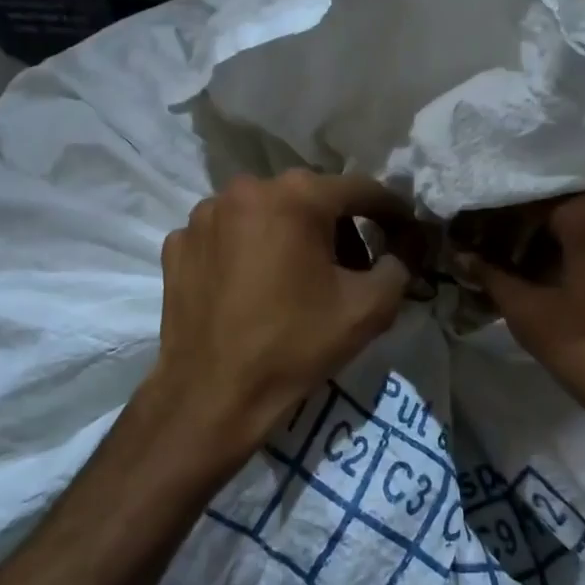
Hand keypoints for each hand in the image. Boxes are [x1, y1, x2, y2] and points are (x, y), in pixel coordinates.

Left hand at [146, 171, 413, 450]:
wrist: (213, 395)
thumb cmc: (295, 346)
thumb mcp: (369, 309)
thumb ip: (398, 268)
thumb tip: (398, 254)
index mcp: (296, 197)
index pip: (361, 190)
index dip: (391, 212)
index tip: (406, 232)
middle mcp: (245, 189)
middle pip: (310, 199)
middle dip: (339, 228)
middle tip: (353, 269)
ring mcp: (204, 216)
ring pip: (266, 214)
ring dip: (292, 237)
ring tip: (300, 280)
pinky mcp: (178, 244)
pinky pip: (229, 236)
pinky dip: (249, 252)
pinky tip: (255, 289)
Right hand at [458, 186, 584, 441]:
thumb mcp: (534, 318)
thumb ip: (493, 278)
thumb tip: (462, 255)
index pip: (527, 198)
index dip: (493, 223)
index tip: (473, 248)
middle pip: (564, 203)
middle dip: (527, 231)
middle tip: (501, 264)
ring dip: (562, 242)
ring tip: (537, 278)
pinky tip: (584, 287)